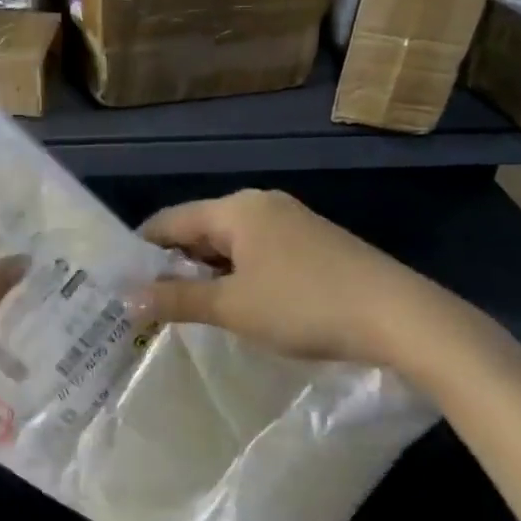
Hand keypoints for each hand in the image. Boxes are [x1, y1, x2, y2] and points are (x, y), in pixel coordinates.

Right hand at [133, 189, 480, 379]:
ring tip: (186, 308)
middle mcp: (260, 204)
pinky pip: (258, 252)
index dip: (142, 251)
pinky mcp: (313, 243)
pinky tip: (236, 303)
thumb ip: (177, 300)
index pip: (169, 221)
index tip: (121, 282)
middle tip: (149, 302)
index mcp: (236, 209)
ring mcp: (291, 222)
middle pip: (199, 228)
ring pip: (230, 243)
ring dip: (206, 272)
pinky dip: (237, 274)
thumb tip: (126, 299)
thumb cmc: (304, 305)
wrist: (400, 315)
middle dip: (174, 264)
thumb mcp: (233, 307)